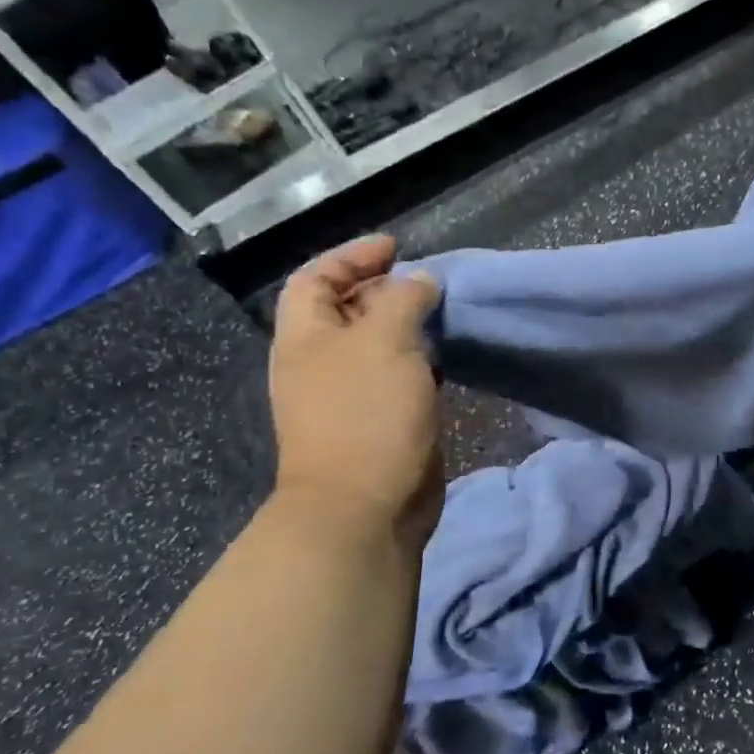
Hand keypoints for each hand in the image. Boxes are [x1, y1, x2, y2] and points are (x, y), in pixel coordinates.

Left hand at [269, 235, 444, 542]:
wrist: (365, 506)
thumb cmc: (366, 415)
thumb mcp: (385, 342)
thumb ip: (404, 300)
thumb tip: (420, 281)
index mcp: (306, 339)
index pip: (316, 280)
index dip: (351, 256)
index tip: (396, 247)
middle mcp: (322, 363)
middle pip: (346, 310)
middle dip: (383, 288)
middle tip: (428, 281)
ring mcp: (351, 395)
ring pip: (377, 345)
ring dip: (407, 324)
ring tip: (443, 313)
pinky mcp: (381, 421)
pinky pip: (399, 376)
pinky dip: (421, 359)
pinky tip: (446, 357)